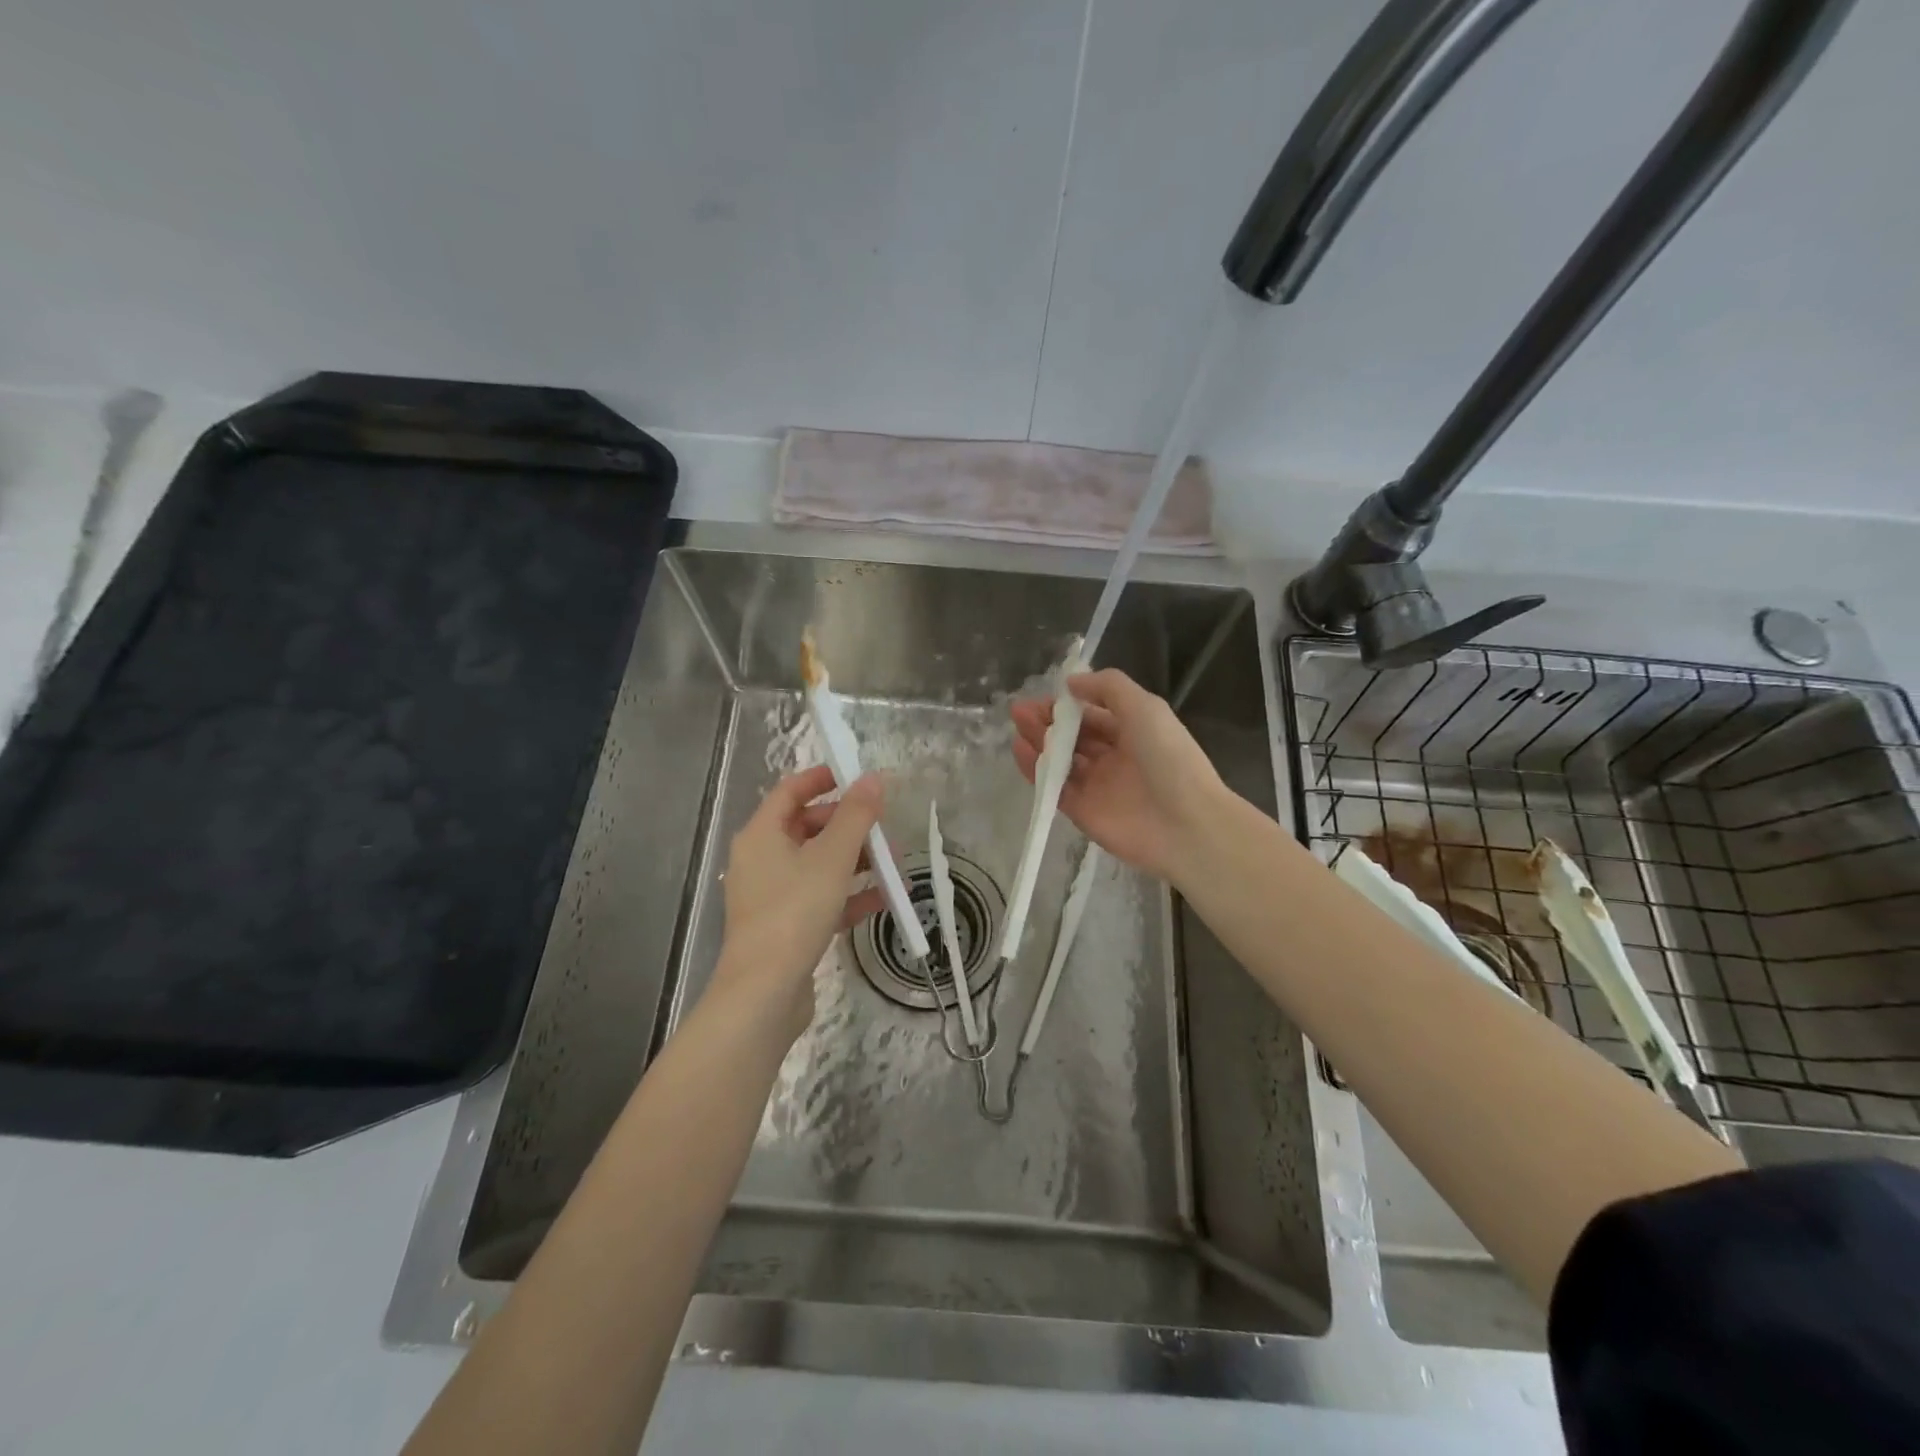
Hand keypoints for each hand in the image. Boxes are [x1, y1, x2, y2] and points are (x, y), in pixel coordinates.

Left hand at [709, 765, 884, 1040]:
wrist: (764, 992)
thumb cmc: (795, 911)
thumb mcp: (832, 858)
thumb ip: (856, 815)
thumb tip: (873, 778)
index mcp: (761, 835)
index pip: (790, 791)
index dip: (823, 778)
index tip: (858, 775)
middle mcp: (761, 860)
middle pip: (807, 828)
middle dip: (848, 825)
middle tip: (883, 824)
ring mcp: (772, 896)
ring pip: (818, 865)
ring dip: (855, 861)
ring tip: (894, 862)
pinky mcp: (786, 927)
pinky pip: (821, 898)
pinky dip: (849, 895)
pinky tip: (884, 898)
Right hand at [1010, 668, 1230, 882]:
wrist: (1185, 824)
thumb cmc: (1168, 758)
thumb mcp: (1144, 707)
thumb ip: (1108, 687)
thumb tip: (1072, 682)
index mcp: (1133, 731)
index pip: (1094, 714)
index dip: (1069, 704)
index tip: (1044, 695)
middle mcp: (1115, 757)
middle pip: (1074, 736)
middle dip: (1048, 721)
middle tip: (1020, 710)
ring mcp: (1097, 785)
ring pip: (1061, 760)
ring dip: (1039, 742)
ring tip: (1017, 726)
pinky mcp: (1082, 811)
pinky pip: (1054, 787)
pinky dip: (1035, 770)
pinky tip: (1020, 751)